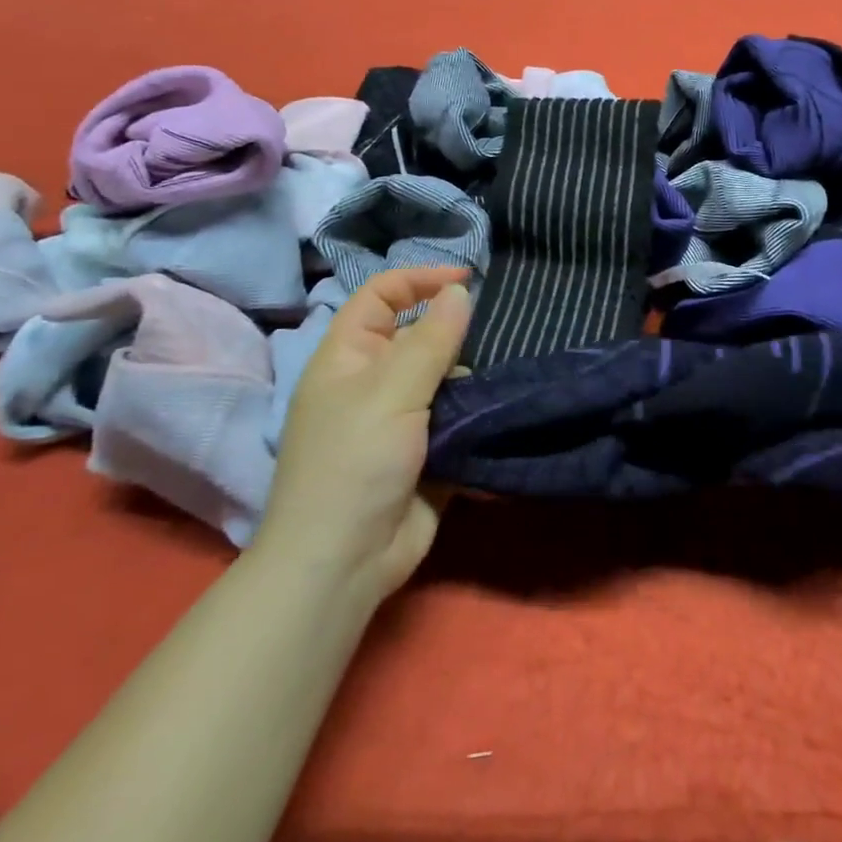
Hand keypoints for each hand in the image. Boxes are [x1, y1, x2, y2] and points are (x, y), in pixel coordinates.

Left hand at [255, 267, 471, 597]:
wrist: (344, 563)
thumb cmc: (355, 463)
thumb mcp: (392, 391)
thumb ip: (432, 339)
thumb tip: (460, 292)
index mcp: (348, 357)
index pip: (381, 295)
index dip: (420, 279)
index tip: (468, 281)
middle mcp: (371, 381)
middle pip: (417, 335)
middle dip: (452, 332)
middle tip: (488, 337)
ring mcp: (398, 418)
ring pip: (442, 377)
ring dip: (467, 376)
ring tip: (493, 382)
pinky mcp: (424, 451)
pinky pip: (454, 417)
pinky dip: (474, 412)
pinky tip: (497, 410)